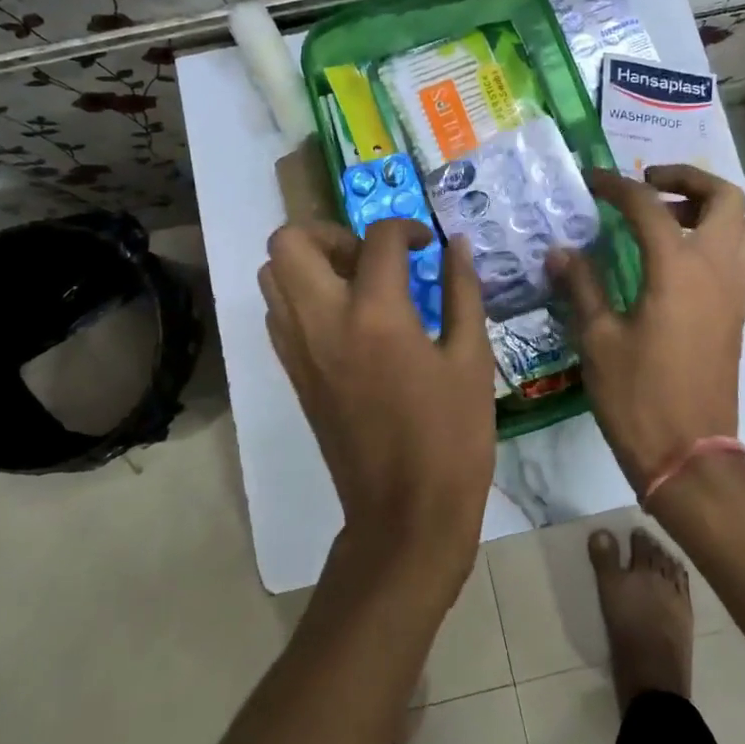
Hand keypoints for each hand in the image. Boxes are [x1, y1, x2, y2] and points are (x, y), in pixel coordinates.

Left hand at [260, 219, 494, 585]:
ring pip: (272, 274)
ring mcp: (298, 349)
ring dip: (309, 262)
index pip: (378, 239)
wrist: (404, 514)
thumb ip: (462, 292)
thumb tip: (454, 244)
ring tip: (356, 283)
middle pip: (290, 242)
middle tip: (370, 256)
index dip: (406, 228)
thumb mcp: (472, 359)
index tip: (426, 245)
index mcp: (376, 315)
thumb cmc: (451, 436)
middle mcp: (324, 321)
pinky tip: (346, 318)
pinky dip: (302, 296)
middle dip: (330, 232)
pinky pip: (278, 312)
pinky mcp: (292, 373)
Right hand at [549, 165, 744, 490]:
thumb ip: (582, 286)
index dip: (617, 186)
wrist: (689, 455)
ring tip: (665, 218)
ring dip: (707, 207)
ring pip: (741, 224)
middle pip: (723, 197)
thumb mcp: (598, 339)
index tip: (592, 181)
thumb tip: (560, 251)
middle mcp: (716, 269)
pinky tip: (673, 259)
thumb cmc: (638, 397)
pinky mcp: (737, 312)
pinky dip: (714, 236)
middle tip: (647, 185)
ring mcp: (734, 291)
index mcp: (678, 269)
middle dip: (686, 178)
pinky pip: (738, 254)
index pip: (649, 206)